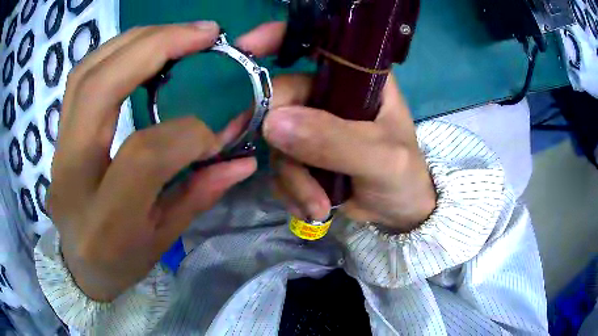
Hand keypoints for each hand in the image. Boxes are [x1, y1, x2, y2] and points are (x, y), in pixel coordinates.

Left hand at [49, 22, 256, 301]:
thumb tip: (242, 158)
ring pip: (87, 71)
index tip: (217, 134)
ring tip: (178, 33)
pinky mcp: (57, 134)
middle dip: (157, 46)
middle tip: (205, 32)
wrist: (77, 265)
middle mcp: (71, 173)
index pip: (145, 154)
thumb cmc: (120, 262)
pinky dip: (116, 51)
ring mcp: (58, 148)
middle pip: (101, 88)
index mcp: (104, 218)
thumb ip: (199, 194)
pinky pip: (81, 76)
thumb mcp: (163, 240)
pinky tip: (144, 47)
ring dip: (137, 40)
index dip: (190, 134)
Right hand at [237, 22, 435, 231]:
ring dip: (294, 181)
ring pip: (276, 142)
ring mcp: (312, 123)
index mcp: (359, 77)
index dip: (279, 36)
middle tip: (303, 186)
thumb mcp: (381, 159)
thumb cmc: (404, 176)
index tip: (247, 45)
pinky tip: (315, 208)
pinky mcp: (302, 152)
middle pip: (281, 101)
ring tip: (319, 206)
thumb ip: (334, 141)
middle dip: (285, 148)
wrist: (400, 210)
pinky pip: (278, 167)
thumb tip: (272, 123)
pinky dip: (292, 192)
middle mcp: (330, 93)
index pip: (317, 41)